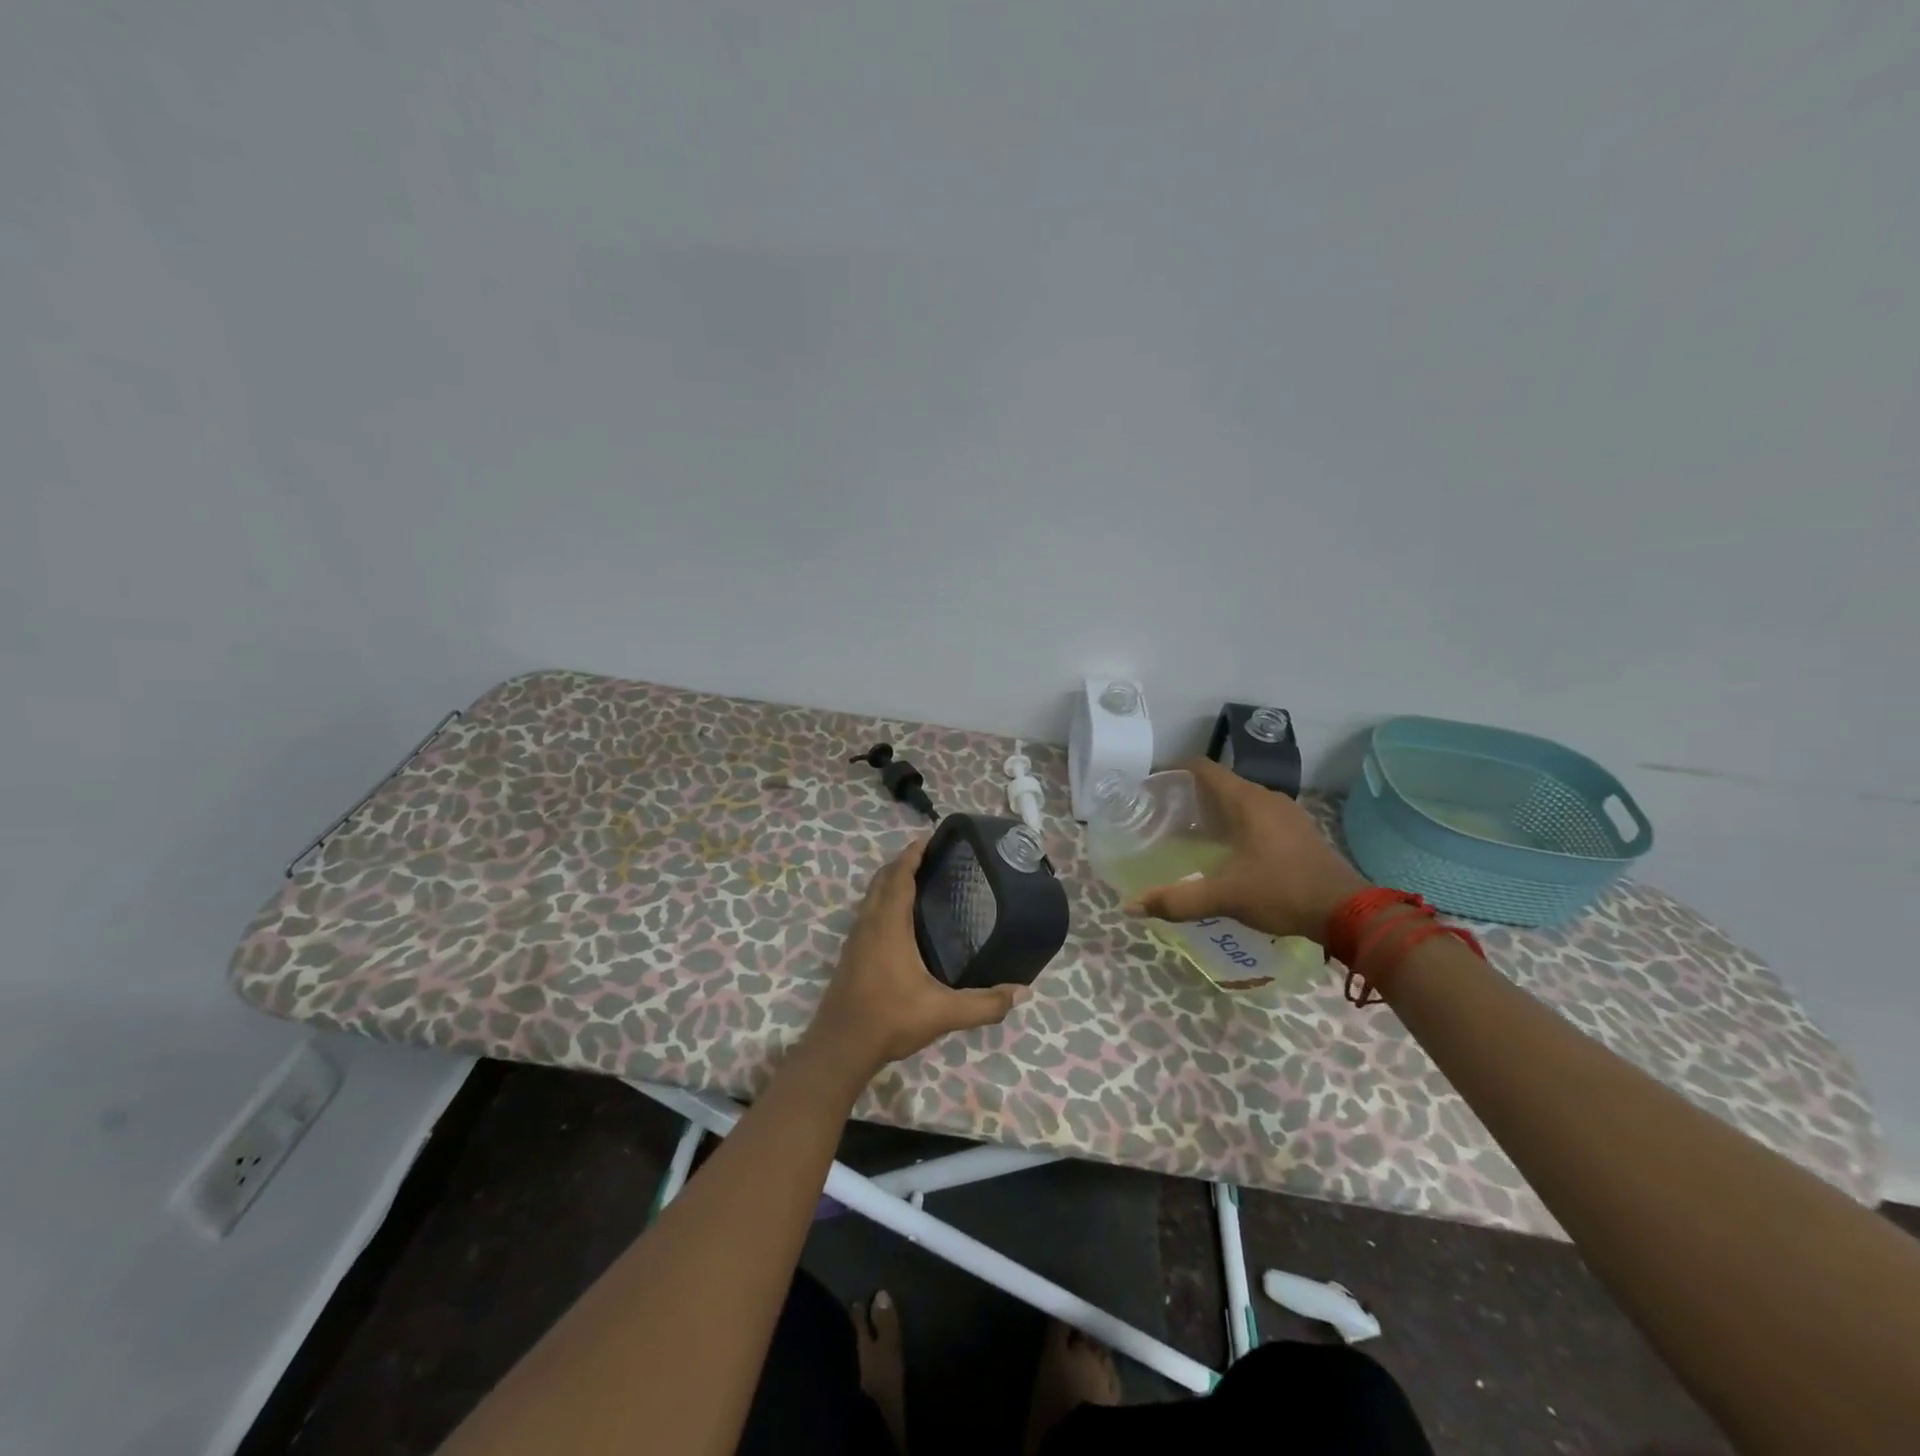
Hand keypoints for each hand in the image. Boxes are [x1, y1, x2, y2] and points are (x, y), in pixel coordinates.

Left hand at [806, 836, 1030, 1079]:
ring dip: (890, 881)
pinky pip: (867, 913)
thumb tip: (1021, 992)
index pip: (899, 876)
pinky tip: (901, 921)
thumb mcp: (943, 1013)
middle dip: (903, 862)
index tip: (931, 839)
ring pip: (871, 896)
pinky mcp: (850, 955)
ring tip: (919, 882)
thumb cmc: (890, 1019)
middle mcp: (869, 923)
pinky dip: (883, 901)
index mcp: (888, 925)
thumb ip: (984, 1003)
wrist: (840, 1048)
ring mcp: (855, 939)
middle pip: (882, 879)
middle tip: (932, 858)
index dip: (913, 854)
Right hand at [1125, 758, 1370, 941]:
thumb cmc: (1281, 891)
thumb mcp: (1224, 896)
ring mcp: (1287, 814)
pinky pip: (1258, 816)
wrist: (1347, 912)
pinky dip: (1236, 823)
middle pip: (1220, 783)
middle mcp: (1267, 798)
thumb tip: (1130, 906)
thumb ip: (1177, 900)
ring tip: (1189, 833)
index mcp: (1246, 800)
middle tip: (1162, 815)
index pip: (1202, 767)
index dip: (1173, 770)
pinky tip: (1227, 850)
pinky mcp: (1299, 832)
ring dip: (1214, 810)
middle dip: (1189, 794)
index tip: (1150, 786)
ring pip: (1240, 800)